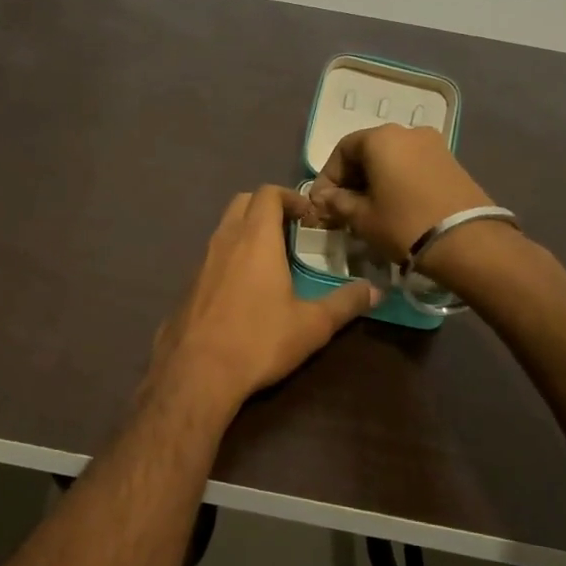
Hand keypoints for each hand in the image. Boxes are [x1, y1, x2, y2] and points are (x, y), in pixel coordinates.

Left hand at [147, 186, 377, 415]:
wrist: (196, 372)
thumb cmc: (259, 341)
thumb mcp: (312, 325)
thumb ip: (345, 303)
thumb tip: (375, 290)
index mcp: (255, 239)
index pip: (267, 193)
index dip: (290, 196)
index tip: (309, 216)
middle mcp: (225, 240)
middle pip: (242, 202)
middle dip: (267, 206)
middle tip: (291, 230)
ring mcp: (201, 261)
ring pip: (224, 228)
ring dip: (247, 231)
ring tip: (272, 259)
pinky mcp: (189, 284)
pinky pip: (213, 255)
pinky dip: (231, 255)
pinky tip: (245, 288)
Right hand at [308, 124, 498, 265]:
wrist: (468, 242)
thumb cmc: (404, 225)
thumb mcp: (362, 217)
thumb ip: (337, 203)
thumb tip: (324, 198)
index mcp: (381, 138)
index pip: (342, 150)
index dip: (328, 177)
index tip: (322, 204)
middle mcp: (407, 132)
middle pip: (368, 151)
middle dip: (351, 179)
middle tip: (343, 208)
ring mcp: (434, 145)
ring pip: (392, 159)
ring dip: (375, 181)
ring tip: (369, 210)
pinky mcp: (452, 162)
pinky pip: (413, 166)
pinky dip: (398, 182)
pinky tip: (395, 207)